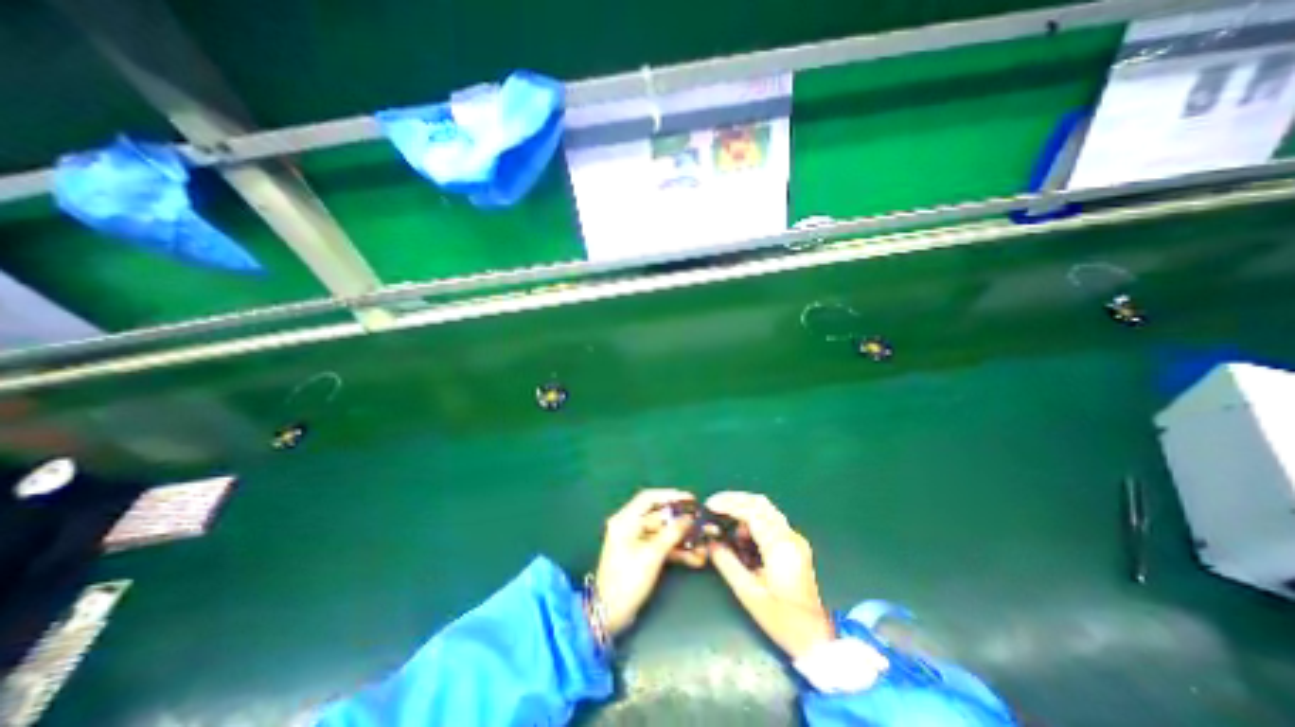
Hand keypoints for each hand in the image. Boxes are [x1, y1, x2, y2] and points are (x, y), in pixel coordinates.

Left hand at [594, 488, 696, 636]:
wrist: (609, 615)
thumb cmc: (627, 581)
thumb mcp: (651, 556)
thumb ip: (671, 534)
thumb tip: (689, 518)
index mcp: (625, 520)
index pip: (649, 498)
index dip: (670, 496)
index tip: (690, 499)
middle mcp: (629, 525)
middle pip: (659, 516)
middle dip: (681, 521)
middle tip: (701, 522)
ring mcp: (635, 541)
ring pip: (663, 532)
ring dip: (682, 538)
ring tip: (703, 543)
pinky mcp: (641, 554)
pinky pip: (661, 545)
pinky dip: (676, 550)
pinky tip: (695, 557)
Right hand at [703, 495, 835, 657]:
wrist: (815, 638)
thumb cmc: (781, 620)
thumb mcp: (748, 593)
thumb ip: (727, 563)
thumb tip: (710, 542)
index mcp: (780, 547)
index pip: (752, 511)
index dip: (729, 503)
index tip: (710, 504)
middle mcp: (790, 536)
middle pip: (760, 503)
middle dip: (734, 499)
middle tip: (714, 505)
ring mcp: (794, 539)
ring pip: (766, 509)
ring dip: (743, 508)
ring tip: (725, 521)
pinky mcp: (794, 544)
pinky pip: (771, 520)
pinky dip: (753, 519)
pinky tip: (741, 534)